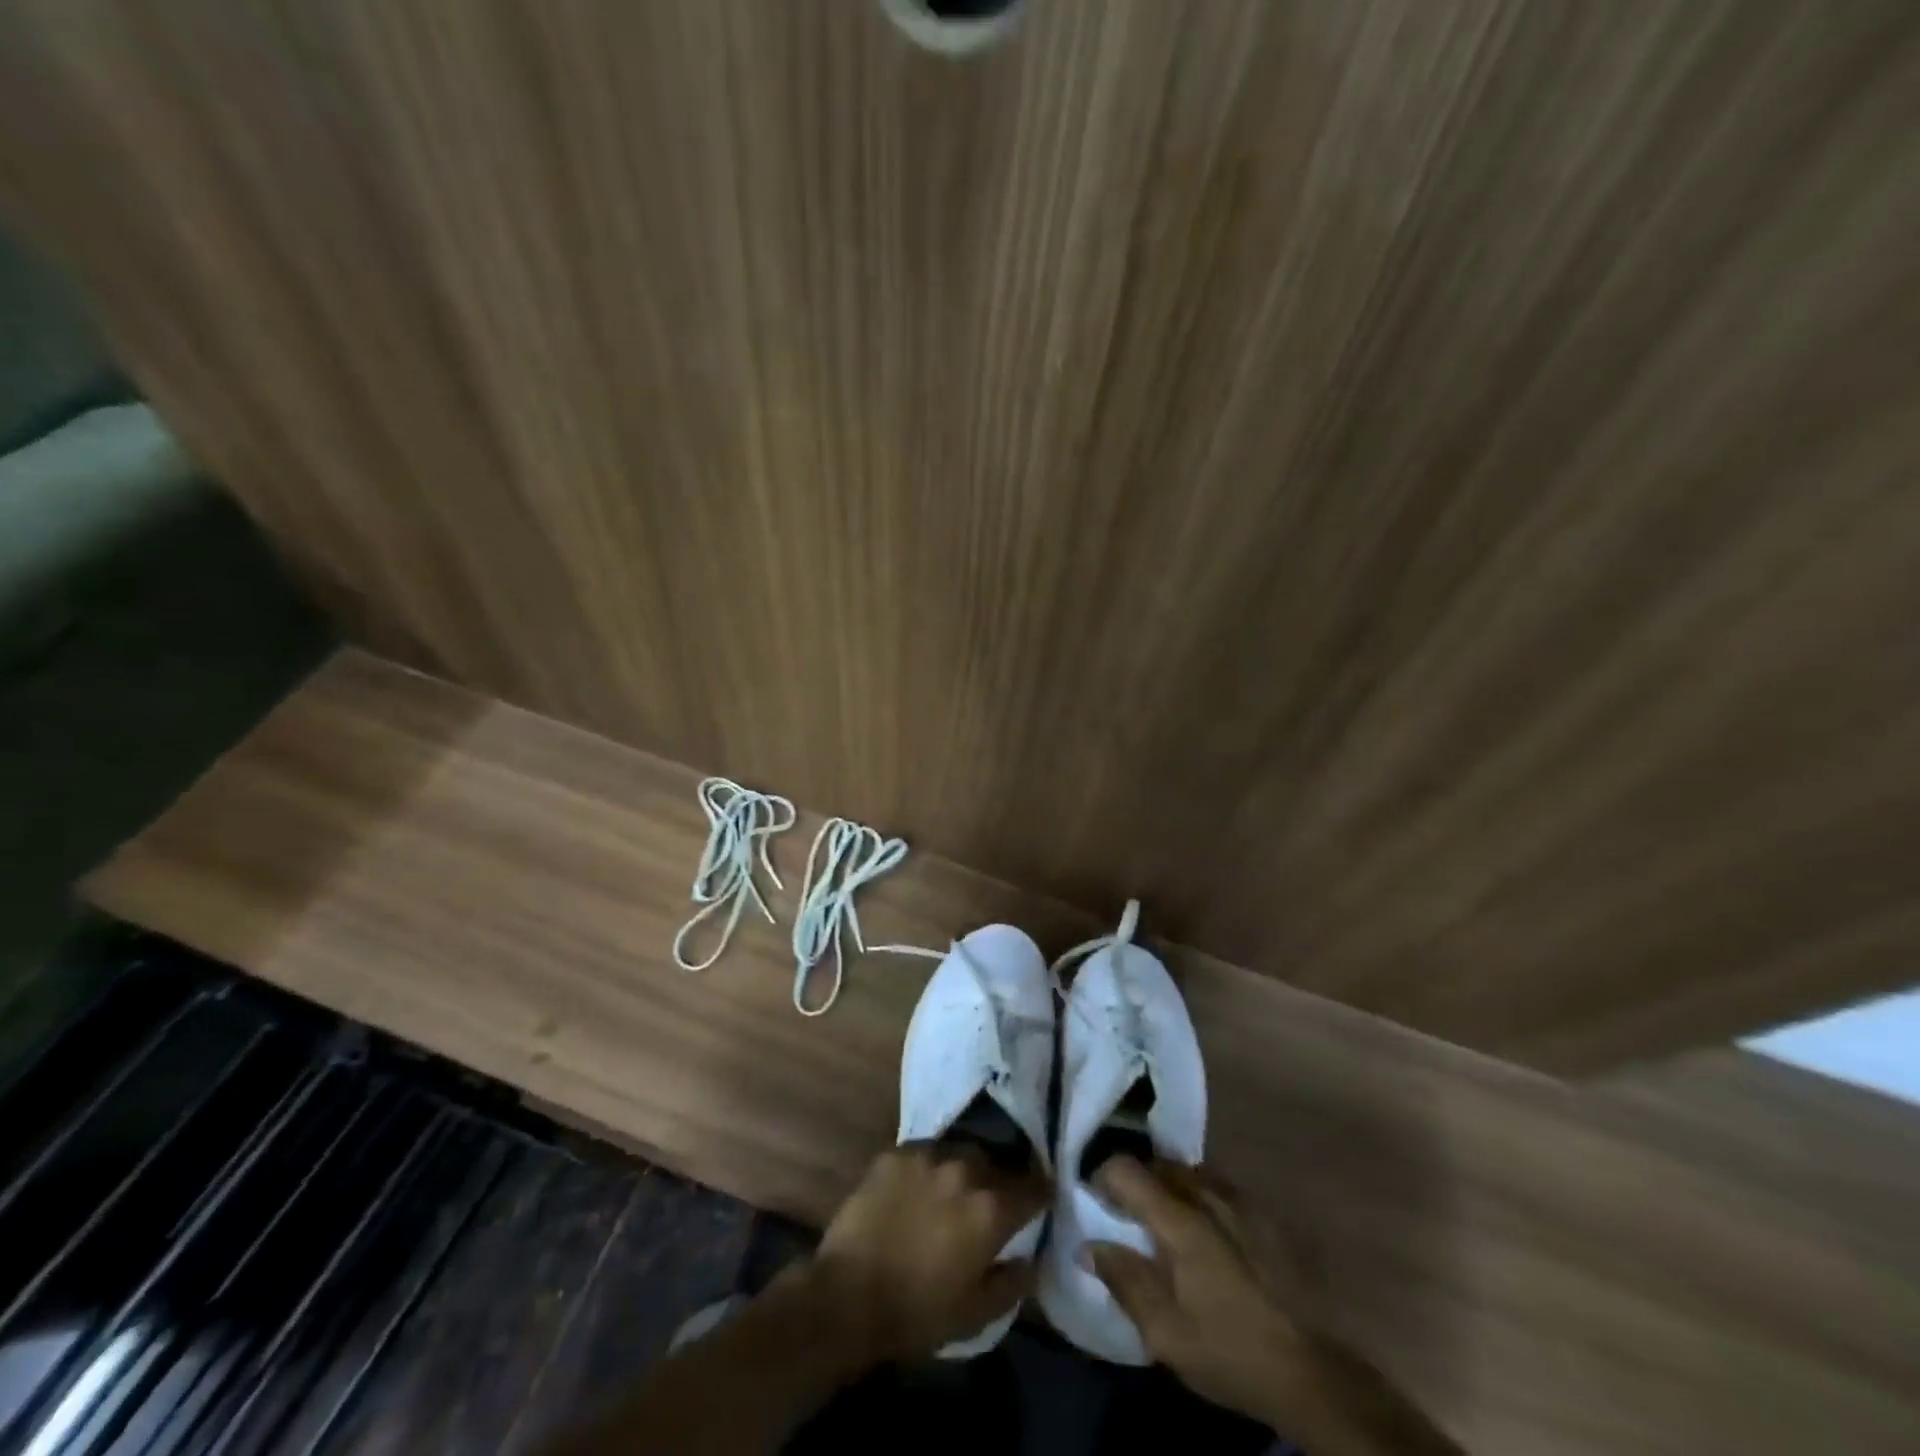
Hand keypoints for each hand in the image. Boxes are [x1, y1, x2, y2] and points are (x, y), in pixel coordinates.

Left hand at [812, 1143, 1048, 1363]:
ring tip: (953, 1191)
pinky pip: (924, 1153)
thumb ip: (1012, 1283)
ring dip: (964, 1170)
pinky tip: (918, 1189)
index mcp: (991, 1208)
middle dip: (999, 1180)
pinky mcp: (895, 1152)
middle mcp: (965, 1170)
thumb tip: (1030, 1259)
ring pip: (959, 1153)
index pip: (1033, 1187)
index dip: (1041, 1193)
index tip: (1042, 1197)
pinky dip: (929, 1169)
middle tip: (991, 1201)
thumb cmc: (916, 1313)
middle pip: (996, 1163)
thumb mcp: (975, 1315)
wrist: (846, 1296)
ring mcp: (928, 1155)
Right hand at [1086, 1156, 1299, 1419]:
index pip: (1127, 1169)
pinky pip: (1212, 1185)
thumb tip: (1088, 1246)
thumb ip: (1125, 1281)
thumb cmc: (1229, 1351)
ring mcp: (1237, 1200)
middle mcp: (1207, 1195)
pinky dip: (1193, 1194)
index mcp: (1180, 1220)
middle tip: (1123, 1214)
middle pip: (1156, 1163)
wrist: (1311, 1373)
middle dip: (1133, 1180)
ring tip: (1158, 1220)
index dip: (1102, 1176)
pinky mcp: (1258, 1214)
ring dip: (1164, 1186)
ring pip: (1186, 1171)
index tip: (1093, 1201)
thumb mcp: (1166, 1332)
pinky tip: (1197, 1229)